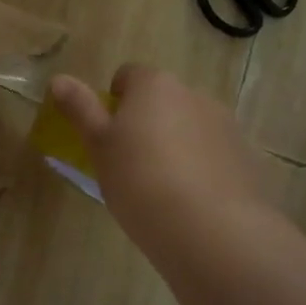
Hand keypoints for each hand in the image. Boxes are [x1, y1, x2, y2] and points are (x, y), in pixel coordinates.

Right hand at [49, 65, 277, 254]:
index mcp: (154, 86)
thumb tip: (58, 79)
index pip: (129, 75)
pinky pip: (213, 153)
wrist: (211, 229)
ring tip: (161, 187)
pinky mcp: (246, 157)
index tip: (107, 134)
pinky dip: (200, 167)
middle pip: (162, 100)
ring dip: (175, 143)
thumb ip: (80, 109)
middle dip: (147, 122)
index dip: (114, 101)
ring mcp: (226, 125)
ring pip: (189, 126)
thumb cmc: (140, 180)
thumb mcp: (98, 146)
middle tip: (128, 162)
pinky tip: (190, 201)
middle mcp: (194, 95)